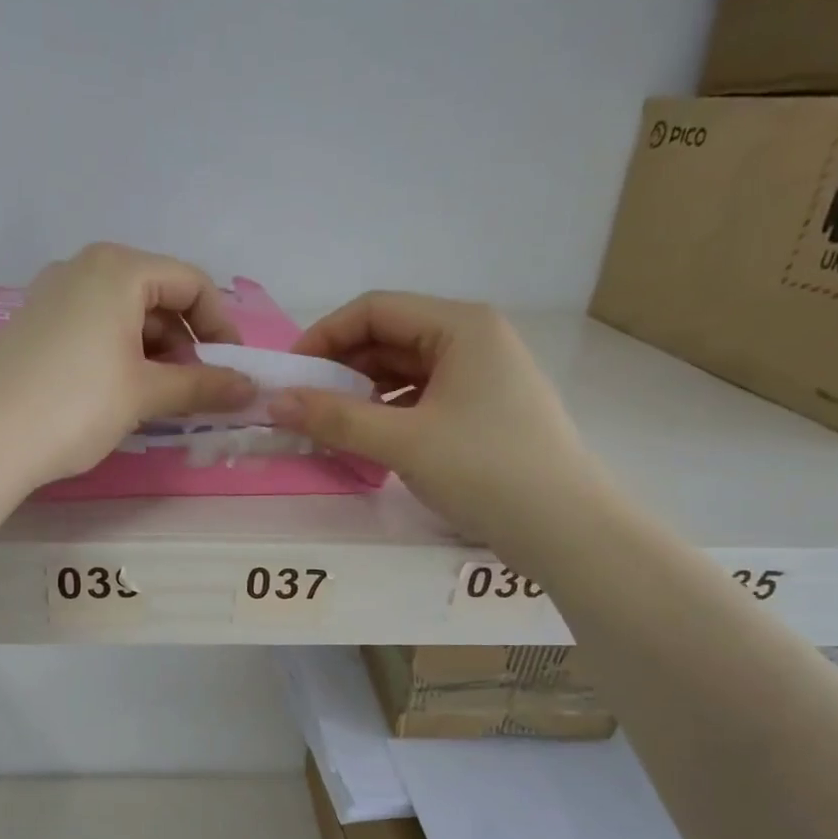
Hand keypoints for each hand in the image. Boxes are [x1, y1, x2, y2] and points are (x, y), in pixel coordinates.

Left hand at [0, 243, 254, 484]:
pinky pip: (93, 326)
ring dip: (153, 351)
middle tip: (193, 389)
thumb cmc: (77, 406)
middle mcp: (83, 267)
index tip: (231, 369)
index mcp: (118, 268)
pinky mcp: (33, 322)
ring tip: (157, 398)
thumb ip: (203, 385)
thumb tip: (251, 388)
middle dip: (184, 341)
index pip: (191, 283)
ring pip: (123, 313)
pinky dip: (119, 352)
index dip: (220, 326)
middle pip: (156, 295)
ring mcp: (52, 293)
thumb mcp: (146, 394)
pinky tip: (118, 392)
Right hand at [272, 291, 599, 544]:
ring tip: (327, 425)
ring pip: (403, 370)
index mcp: (460, 326)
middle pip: (389, 338)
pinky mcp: (481, 410)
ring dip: (361, 393)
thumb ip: (335, 419)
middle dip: (341, 368)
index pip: (375, 310)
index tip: (289, 374)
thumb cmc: (485, 470)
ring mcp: (480, 376)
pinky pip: (420, 397)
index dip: (324, 336)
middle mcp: (473, 339)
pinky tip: (365, 439)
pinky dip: (387, 413)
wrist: (564, 528)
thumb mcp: (403, 442)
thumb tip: (274, 402)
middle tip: (301, 404)